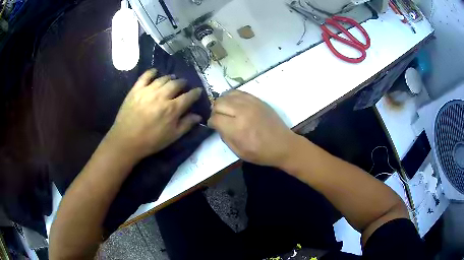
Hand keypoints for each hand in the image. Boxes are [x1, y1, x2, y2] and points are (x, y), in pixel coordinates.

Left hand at [105, 69, 202, 160]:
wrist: (126, 141)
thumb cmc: (151, 141)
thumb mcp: (172, 137)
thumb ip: (186, 125)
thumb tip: (198, 116)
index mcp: (172, 109)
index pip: (189, 96)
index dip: (195, 93)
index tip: (198, 91)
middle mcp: (162, 96)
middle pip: (176, 84)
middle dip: (183, 83)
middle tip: (184, 85)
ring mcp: (148, 91)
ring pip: (163, 79)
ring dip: (170, 78)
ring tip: (172, 79)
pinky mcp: (136, 89)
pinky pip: (145, 76)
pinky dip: (152, 72)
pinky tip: (155, 72)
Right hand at [208, 90, 296, 166]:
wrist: (283, 145)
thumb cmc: (261, 153)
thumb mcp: (238, 152)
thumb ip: (225, 137)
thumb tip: (217, 125)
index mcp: (237, 128)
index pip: (215, 118)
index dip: (211, 122)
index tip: (213, 126)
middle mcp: (242, 112)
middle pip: (218, 103)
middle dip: (215, 111)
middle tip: (219, 118)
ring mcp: (251, 103)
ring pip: (227, 95)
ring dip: (222, 102)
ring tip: (225, 110)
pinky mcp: (258, 99)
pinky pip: (239, 92)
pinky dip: (232, 97)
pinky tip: (233, 104)